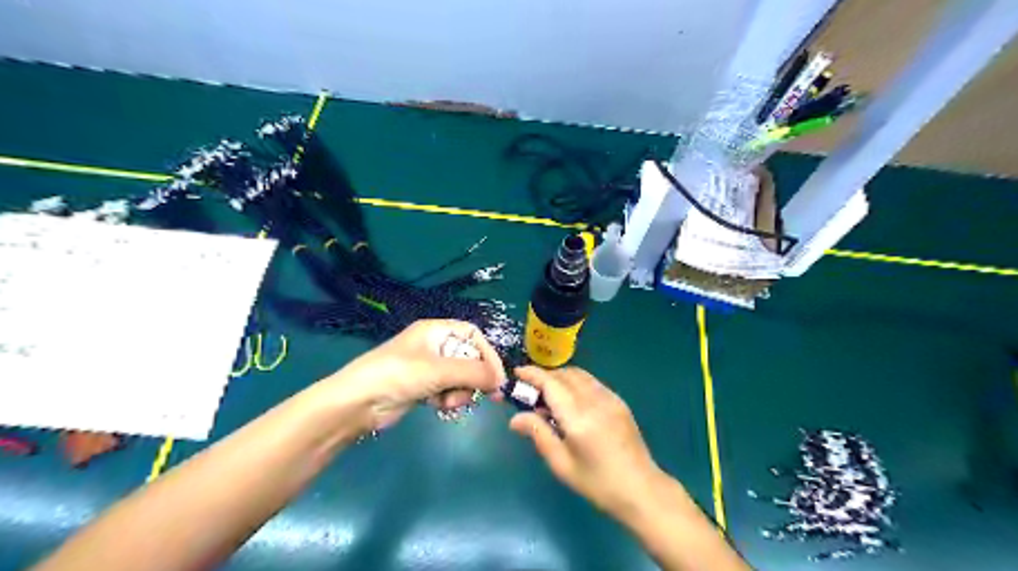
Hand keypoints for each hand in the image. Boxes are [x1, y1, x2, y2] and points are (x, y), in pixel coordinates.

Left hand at [317, 322, 503, 432]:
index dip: (488, 354)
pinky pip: (447, 391)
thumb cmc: (398, 375)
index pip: (473, 335)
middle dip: (475, 378)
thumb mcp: (439, 370)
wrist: (357, 403)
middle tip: (488, 396)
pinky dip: (448, 399)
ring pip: (459, 378)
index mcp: (435, 330)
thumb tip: (502, 381)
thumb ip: (474, 373)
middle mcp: (434, 345)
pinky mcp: (422, 387)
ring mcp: (427, 368)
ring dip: (460, 391)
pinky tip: (439, 407)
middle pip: (469, 358)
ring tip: (449, 402)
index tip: (497, 377)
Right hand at [513, 367, 664, 517]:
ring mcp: (610, 398)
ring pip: (580, 375)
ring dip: (561, 378)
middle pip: (565, 374)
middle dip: (545, 377)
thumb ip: (538, 435)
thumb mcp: (562, 464)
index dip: (532, 374)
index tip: (517, 373)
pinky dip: (576, 383)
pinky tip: (571, 402)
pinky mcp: (619, 401)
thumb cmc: (597, 483)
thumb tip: (515, 418)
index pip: (551, 384)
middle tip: (530, 392)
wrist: (641, 489)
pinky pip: (592, 382)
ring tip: (549, 397)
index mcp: (578, 418)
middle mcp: (595, 400)